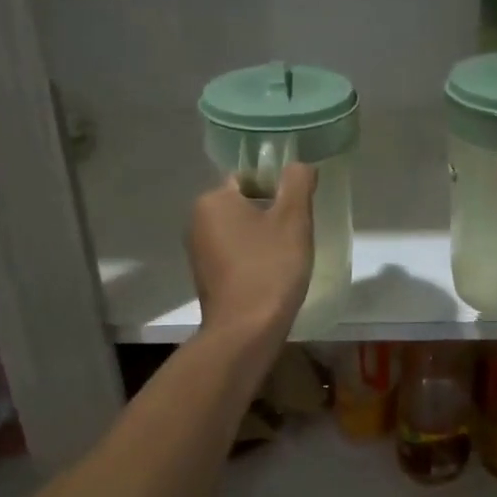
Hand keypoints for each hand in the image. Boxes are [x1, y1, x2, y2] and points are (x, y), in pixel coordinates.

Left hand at [188, 162, 317, 342]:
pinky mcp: (206, 277)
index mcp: (213, 200)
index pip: (249, 177)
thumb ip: (298, 183)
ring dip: (263, 237)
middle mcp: (197, 221)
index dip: (277, 188)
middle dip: (271, 213)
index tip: (298, 210)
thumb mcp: (293, 219)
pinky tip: (272, 275)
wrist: (245, 331)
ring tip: (287, 256)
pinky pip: (234, 254)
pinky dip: (252, 258)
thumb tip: (299, 165)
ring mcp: (198, 251)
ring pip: (240, 230)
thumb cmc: (270, 268)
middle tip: (297, 233)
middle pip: (244, 203)